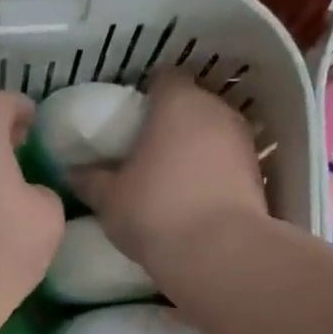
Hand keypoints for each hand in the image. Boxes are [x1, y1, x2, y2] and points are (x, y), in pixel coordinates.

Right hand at [71, 71, 267, 269]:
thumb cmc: (154, 212)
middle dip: (171, 122)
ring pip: (213, 134)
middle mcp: (217, 111)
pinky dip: (213, 174)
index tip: (130, 120)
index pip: (164, 79)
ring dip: (195, 149)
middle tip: (145, 150)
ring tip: (170, 178)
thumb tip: (74, 172)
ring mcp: (243, 142)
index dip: (147, 95)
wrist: (218, 254)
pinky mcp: (258, 176)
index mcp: (178, 102)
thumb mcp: (109, 199)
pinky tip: (194, 199)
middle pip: (192, 104)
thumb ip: (91, 180)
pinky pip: (227, 164)